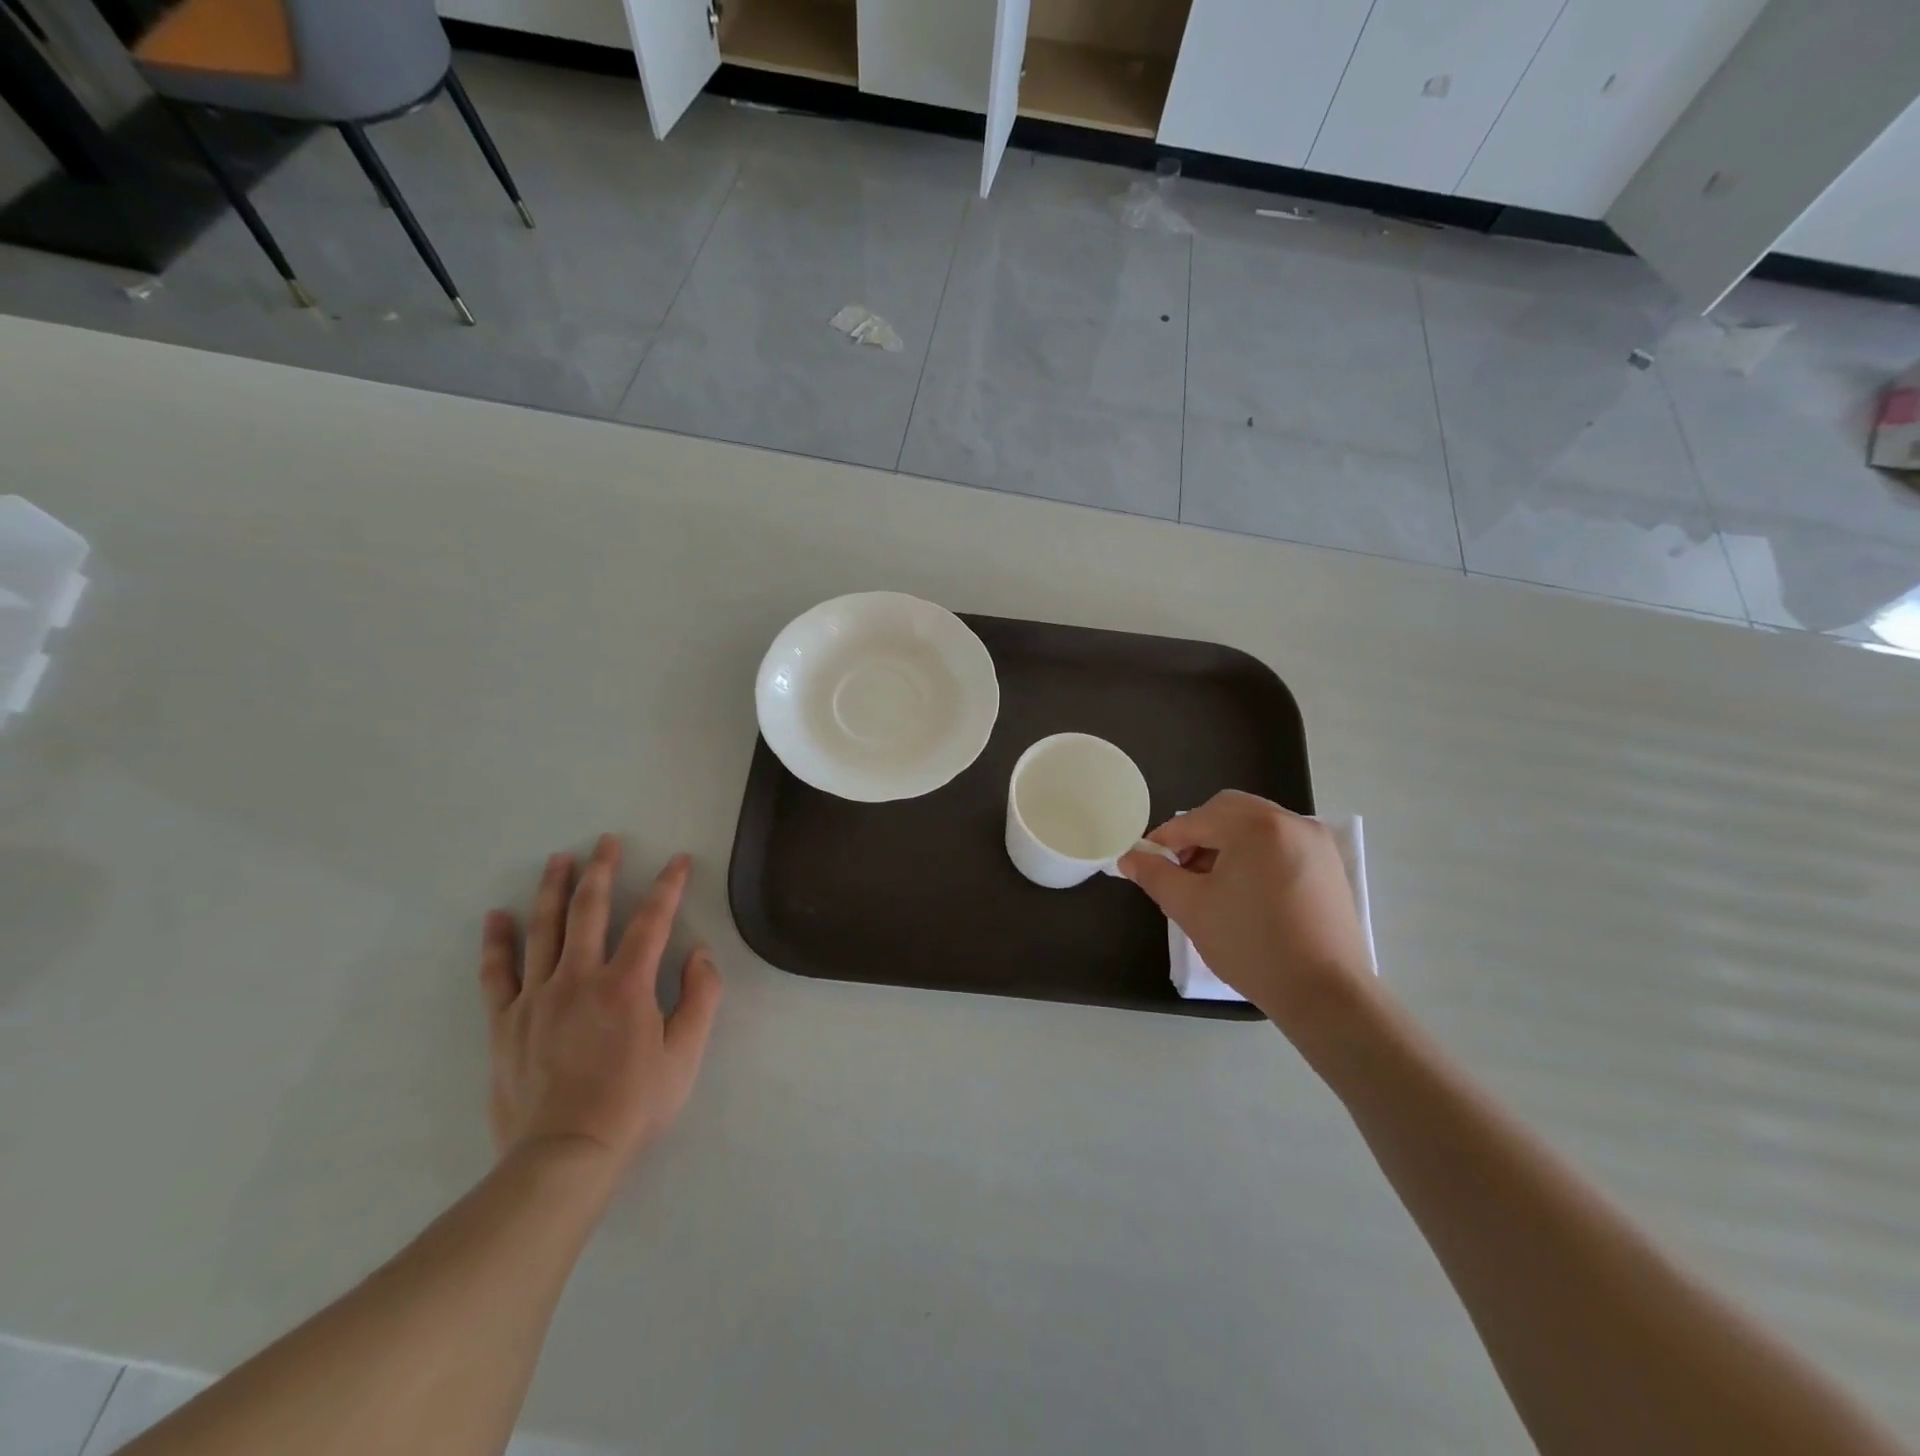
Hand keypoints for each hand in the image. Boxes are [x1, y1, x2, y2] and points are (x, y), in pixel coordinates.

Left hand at [479, 835, 722, 1171]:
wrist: (563, 1157)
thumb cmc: (633, 1105)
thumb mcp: (685, 1055)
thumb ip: (700, 997)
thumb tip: (699, 953)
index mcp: (627, 985)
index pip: (652, 920)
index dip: (668, 886)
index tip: (677, 862)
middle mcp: (579, 978)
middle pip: (589, 910)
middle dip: (602, 870)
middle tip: (605, 841)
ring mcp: (537, 998)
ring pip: (544, 930)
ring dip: (553, 890)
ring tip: (559, 859)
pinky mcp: (506, 1022)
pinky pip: (498, 973)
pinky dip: (497, 942)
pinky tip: (498, 916)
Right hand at [1119, 791, 1373, 1037]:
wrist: (1325, 993)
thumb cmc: (1251, 945)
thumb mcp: (1191, 907)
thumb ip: (1155, 875)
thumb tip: (1128, 858)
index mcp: (1256, 825)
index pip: (1196, 820)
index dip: (1165, 839)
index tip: (1148, 863)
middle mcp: (1291, 822)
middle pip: (1229, 811)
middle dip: (1198, 834)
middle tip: (1181, 870)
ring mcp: (1316, 842)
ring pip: (1256, 826)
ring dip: (1226, 843)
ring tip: (1211, 884)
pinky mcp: (1329, 865)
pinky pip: (1280, 843)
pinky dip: (1255, 854)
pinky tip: (1245, 891)